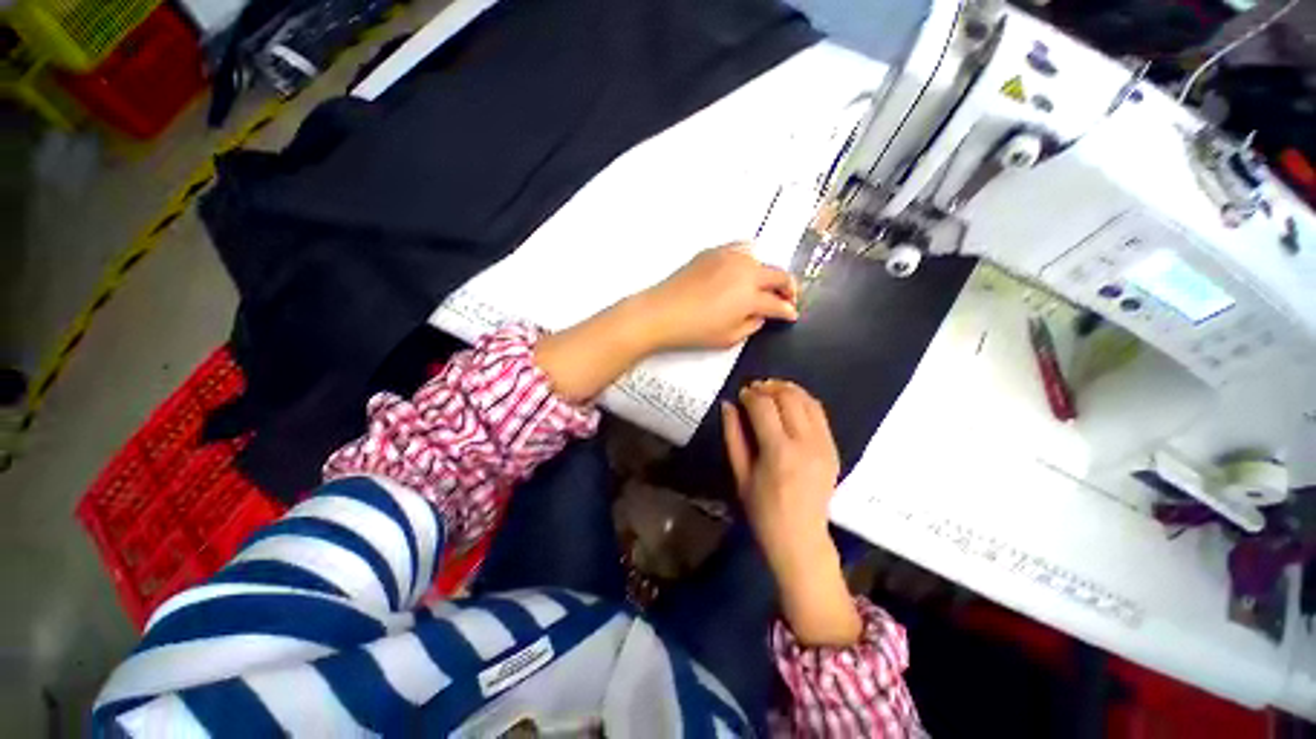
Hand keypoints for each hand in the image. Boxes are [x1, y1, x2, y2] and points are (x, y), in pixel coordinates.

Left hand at [534, 245, 795, 402]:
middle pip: (778, 274)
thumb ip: (752, 324)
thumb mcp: (729, 337)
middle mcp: (745, 270)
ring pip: (760, 259)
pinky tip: (741, 272)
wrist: (661, 312)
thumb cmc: (695, 330)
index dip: (788, 310)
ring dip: (767, 273)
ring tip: (762, 285)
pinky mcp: (712, 252)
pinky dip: (747, 260)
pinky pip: (739, 250)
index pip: (778, 302)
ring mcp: (729, 257)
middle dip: (788, 288)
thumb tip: (760, 315)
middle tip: (787, 299)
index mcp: (750, 294)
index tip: (792, 315)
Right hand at [722, 380, 859, 645]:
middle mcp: (806, 443)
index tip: (741, 394)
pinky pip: (820, 413)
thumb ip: (733, 435)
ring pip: (807, 400)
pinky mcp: (833, 449)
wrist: (801, 539)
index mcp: (778, 451)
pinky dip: (803, 401)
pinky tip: (790, 404)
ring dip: (787, 390)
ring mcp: (824, 445)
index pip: (764, 406)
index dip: (750, 395)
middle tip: (754, 391)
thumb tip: (728, 405)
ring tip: (771, 392)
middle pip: (788, 397)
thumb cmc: (762, 511)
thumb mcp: (740, 474)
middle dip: (768, 387)